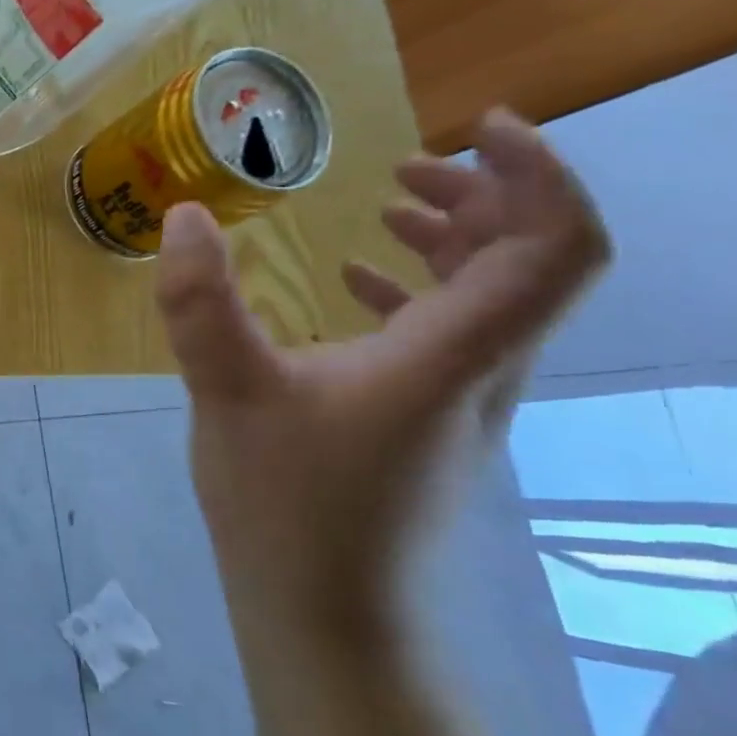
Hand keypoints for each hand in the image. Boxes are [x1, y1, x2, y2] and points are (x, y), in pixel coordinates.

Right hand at [154, 110, 608, 634]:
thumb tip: (182, 218)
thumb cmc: (285, 500)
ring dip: (455, 240)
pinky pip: (449, 335)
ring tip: (389, 206)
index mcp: (451, 357)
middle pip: (531, 264)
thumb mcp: (226, 391)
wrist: (324, 609)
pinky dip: (418, 290)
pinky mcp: (425, 423)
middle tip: (410, 164)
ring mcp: (458, 402)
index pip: (553, 247)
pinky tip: (357, 283)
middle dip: (486, 196)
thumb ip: (202, 303)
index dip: (537, 174)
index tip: (477, 127)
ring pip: (491, 300)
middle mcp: (479, 372)